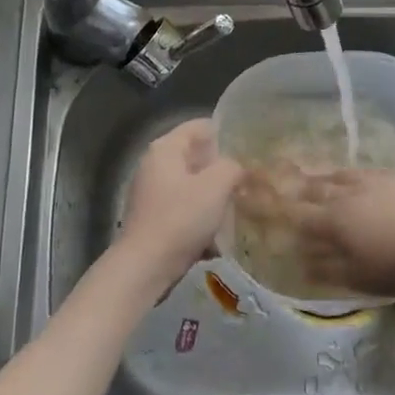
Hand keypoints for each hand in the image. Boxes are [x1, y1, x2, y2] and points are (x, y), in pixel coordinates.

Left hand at [117, 118, 243, 280]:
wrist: (145, 267)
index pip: (200, 127)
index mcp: (165, 149)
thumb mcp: (216, 185)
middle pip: (196, 157)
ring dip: (214, 196)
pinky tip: (220, 234)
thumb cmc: (180, 218)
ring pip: (192, 185)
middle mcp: (154, 165)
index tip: (249, 148)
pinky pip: (185, 209)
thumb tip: (236, 167)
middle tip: (249, 178)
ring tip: (239, 206)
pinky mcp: (154, 219)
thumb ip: (232, 167)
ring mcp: (152, 193)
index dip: (226, 133)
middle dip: (222, 168)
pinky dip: (202, 217)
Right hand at [233, 165, 394, 298]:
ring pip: (340, 176)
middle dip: (296, 187)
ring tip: (314, 175)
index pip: (297, 215)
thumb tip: (301, 263)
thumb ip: (329, 269)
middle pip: (316, 188)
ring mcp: (375, 181)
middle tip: (280, 179)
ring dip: (323, 177)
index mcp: (334, 221)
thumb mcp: (361, 277)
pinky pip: (366, 172)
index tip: (257, 201)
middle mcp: (348, 194)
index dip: (276, 210)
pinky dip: (353, 175)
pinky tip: (358, 178)